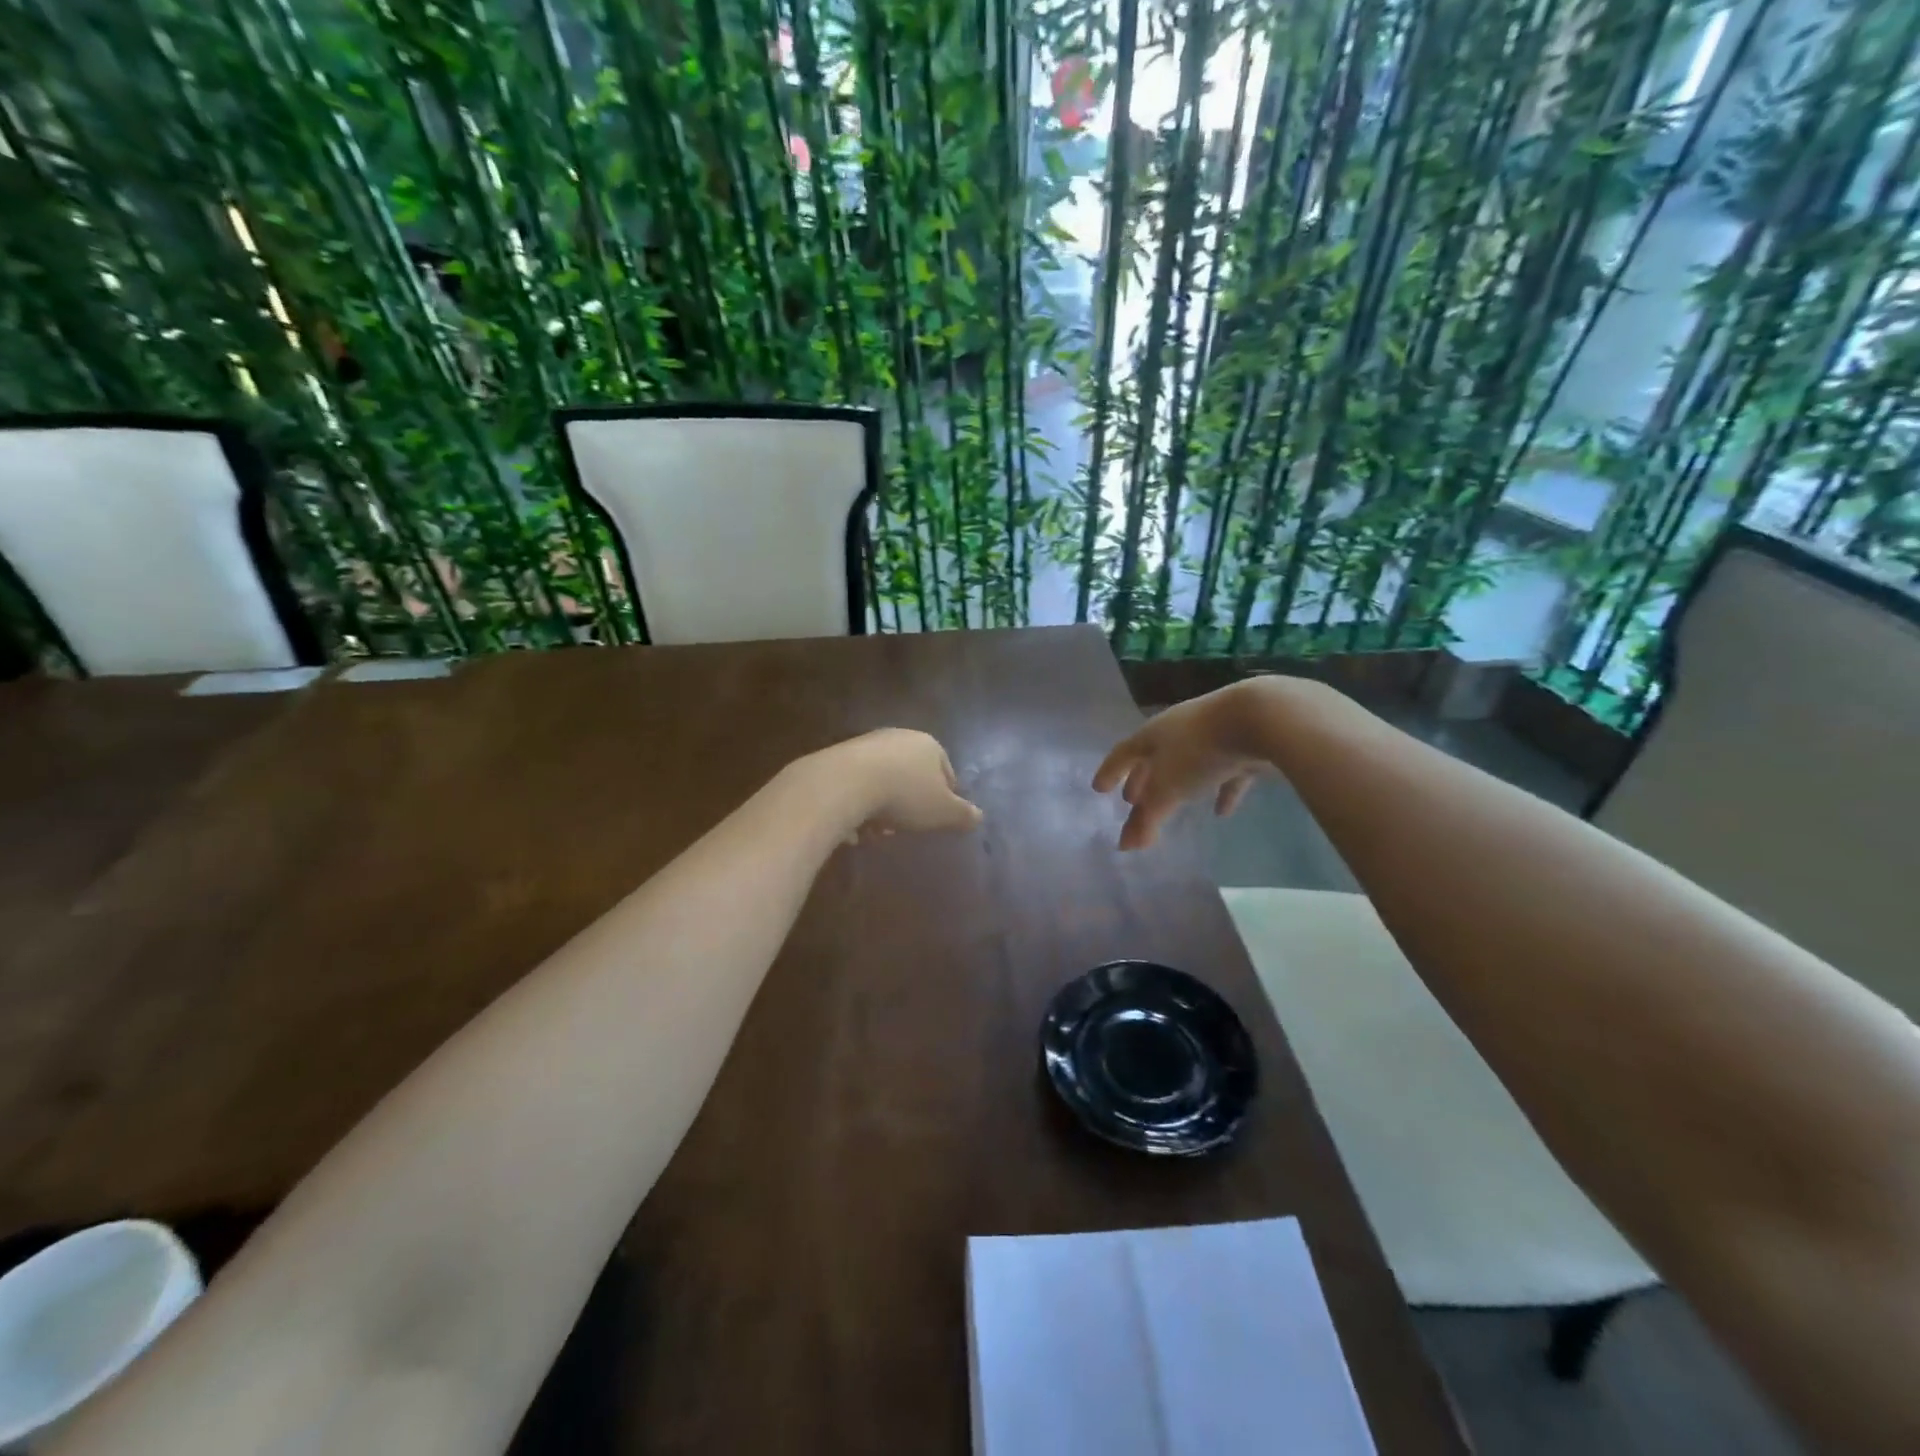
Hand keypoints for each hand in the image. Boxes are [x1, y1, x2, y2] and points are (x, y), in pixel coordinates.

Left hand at [811, 728, 983, 841]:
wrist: (844, 783)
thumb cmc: (904, 795)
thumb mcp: (943, 812)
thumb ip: (963, 815)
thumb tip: (979, 817)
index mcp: (929, 745)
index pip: (946, 770)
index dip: (945, 796)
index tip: (938, 818)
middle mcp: (899, 737)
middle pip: (912, 775)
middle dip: (910, 803)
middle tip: (905, 827)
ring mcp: (867, 744)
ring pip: (883, 780)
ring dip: (882, 806)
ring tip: (875, 830)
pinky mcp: (839, 756)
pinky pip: (857, 784)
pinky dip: (858, 803)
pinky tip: (853, 824)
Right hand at [1092, 680, 1282, 849]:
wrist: (1261, 718)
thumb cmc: (1200, 751)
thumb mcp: (1168, 789)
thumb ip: (1147, 818)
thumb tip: (1126, 846)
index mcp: (1153, 735)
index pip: (1123, 754)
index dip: (1110, 772)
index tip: (1098, 788)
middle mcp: (1178, 730)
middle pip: (1154, 757)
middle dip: (1141, 779)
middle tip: (1131, 800)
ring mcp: (1212, 734)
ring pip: (1188, 764)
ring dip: (1178, 785)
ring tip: (1172, 804)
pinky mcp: (1243, 745)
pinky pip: (1225, 773)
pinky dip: (1220, 791)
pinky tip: (1222, 811)